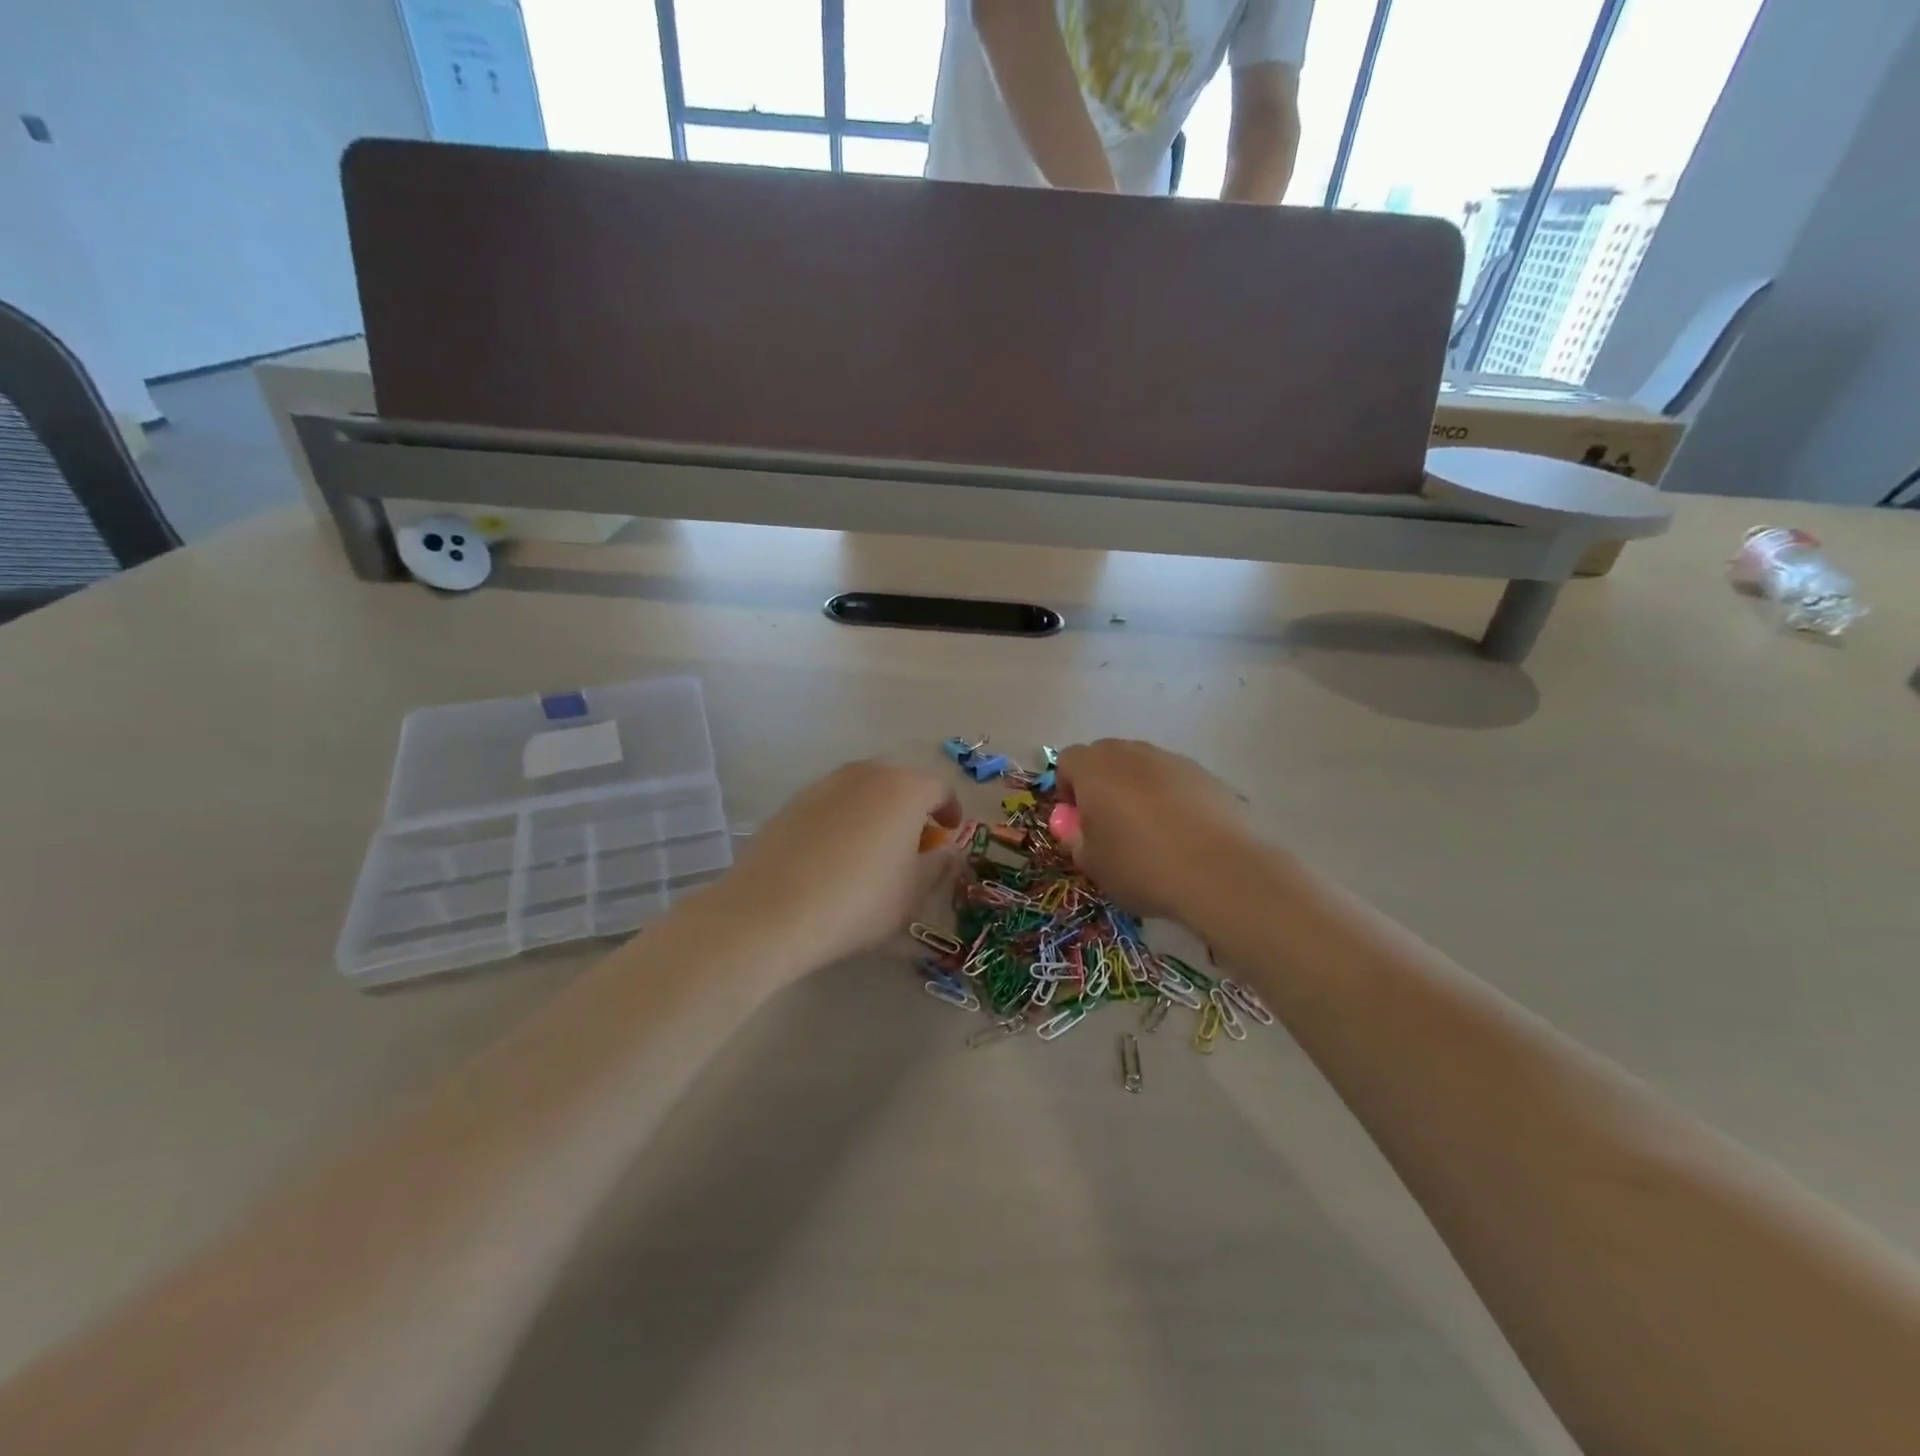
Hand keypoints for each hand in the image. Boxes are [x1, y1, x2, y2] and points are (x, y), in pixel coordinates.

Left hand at [702, 760, 961, 977]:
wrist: (772, 910)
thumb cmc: (859, 900)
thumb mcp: (912, 892)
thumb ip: (938, 865)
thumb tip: (949, 851)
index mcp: (904, 788)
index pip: (939, 788)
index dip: (950, 810)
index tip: (950, 833)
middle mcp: (865, 773)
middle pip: (899, 782)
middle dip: (913, 808)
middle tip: (915, 842)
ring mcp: (824, 784)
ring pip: (863, 790)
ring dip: (877, 811)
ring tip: (875, 849)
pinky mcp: (792, 803)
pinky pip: (832, 804)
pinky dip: (845, 820)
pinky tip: (836, 856)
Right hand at [1055, 740, 1260, 923]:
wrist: (1221, 871)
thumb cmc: (1141, 866)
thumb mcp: (1093, 864)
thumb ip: (1075, 839)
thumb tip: (1076, 827)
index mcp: (1095, 768)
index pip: (1067, 760)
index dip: (1066, 788)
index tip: (1076, 820)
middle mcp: (1132, 753)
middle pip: (1105, 756)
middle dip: (1101, 784)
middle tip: (1108, 824)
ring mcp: (1173, 760)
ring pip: (1143, 767)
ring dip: (1137, 790)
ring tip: (1150, 832)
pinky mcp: (1207, 775)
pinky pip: (1175, 781)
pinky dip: (1171, 799)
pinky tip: (1182, 835)